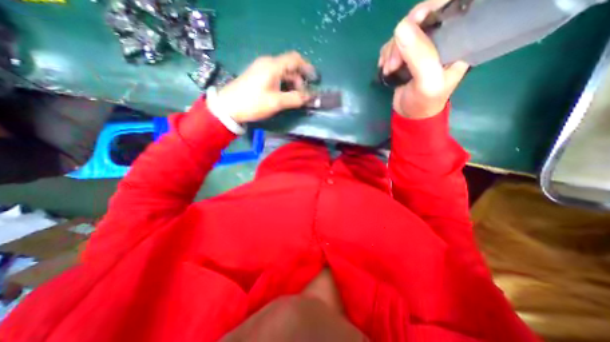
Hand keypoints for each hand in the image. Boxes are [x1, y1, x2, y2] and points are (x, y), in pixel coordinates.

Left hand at [213, 51, 314, 122]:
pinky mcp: (257, 76)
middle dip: (299, 80)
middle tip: (303, 95)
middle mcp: (267, 63)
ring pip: (283, 73)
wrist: (228, 107)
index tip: (315, 79)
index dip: (307, 67)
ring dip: (292, 84)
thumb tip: (311, 97)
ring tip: (294, 98)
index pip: (295, 59)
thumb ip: (295, 99)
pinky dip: (284, 85)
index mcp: (273, 66)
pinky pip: (275, 77)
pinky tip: (284, 95)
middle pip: (289, 67)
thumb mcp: (276, 102)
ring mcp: (261, 69)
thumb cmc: (253, 103)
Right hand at [377, 0, 470, 118]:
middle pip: (420, 20)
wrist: (410, 115)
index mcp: (456, 40)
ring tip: (389, 70)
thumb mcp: (427, 80)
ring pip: (403, 33)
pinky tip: (384, 67)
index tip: (413, 22)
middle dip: (402, 39)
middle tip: (393, 63)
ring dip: (391, 51)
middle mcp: (439, 39)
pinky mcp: (405, 56)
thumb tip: (400, 27)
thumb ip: (419, 55)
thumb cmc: (425, 101)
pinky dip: (386, 55)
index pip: (449, 8)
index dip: (430, 8)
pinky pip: (392, 45)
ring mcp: (420, 47)